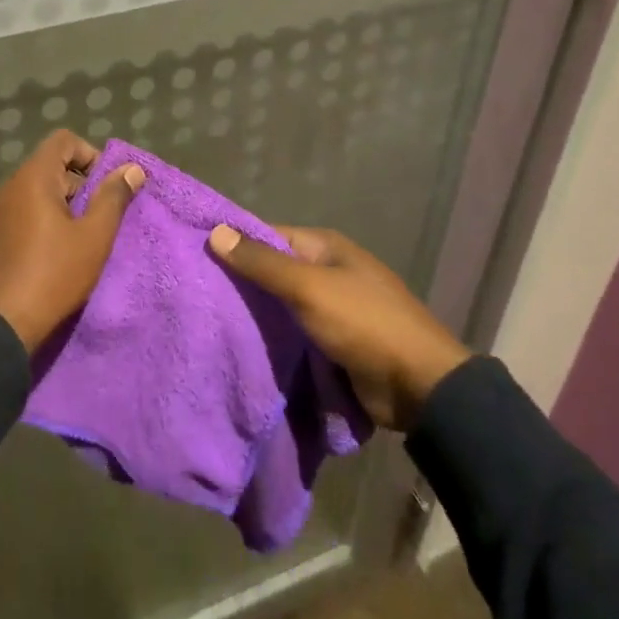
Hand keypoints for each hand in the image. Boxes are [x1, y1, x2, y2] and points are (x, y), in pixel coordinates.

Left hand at [0, 131, 145, 353]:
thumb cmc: (52, 275)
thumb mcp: (94, 237)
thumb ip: (114, 198)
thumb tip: (132, 169)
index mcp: (32, 178)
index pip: (63, 140)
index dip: (91, 155)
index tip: (107, 187)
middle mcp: (8, 187)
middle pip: (49, 166)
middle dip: (79, 185)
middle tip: (98, 220)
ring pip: (34, 193)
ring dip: (60, 207)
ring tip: (78, 241)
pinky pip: (19, 215)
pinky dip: (40, 223)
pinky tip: (51, 256)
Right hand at [208, 224, 470, 431]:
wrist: (420, 387)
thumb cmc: (364, 323)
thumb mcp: (309, 288)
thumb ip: (262, 263)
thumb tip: (215, 231)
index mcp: (325, 247)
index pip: (268, 235)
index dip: (236, 244)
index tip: (199, 256)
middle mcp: (328, 271)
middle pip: (275, 271)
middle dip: (243, 283)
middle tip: (198, 294)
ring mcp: (334, 308)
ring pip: (283, 306)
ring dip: (258, 315)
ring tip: (210, 321)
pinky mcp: (335, 343)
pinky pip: (296, 334)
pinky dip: (275, 339)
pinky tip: (243, 347)